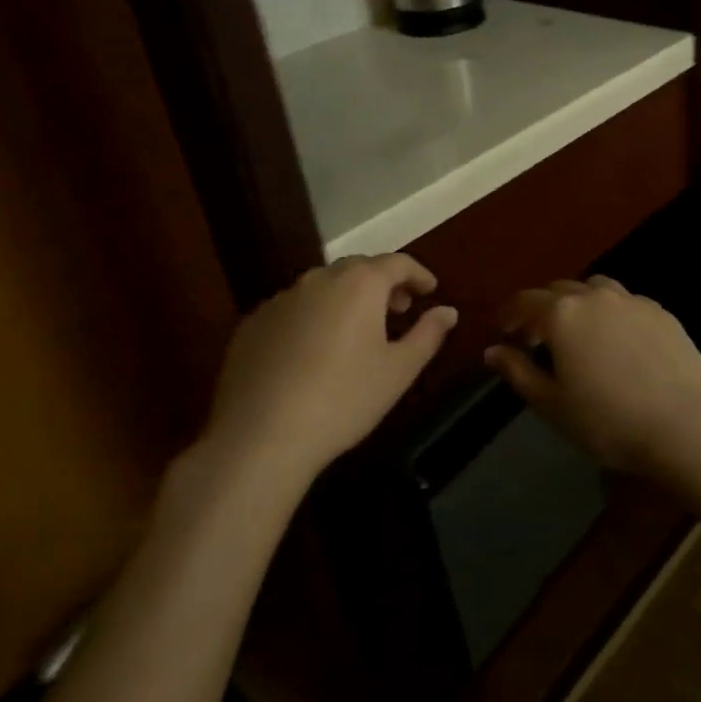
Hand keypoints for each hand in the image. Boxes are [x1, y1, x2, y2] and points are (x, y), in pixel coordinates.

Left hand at [205, 254, 456, 483]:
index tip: (430, 290)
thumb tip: (448, 311)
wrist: (260, 438)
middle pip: (359, 268)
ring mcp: (281, 299)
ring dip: (347, 298)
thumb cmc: (343, 400)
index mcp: (360, 284)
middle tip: (398, 309)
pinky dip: (313, 316)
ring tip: (358, 330)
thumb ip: (428, 334)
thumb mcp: (399, 370)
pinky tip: (314, 351)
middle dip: (383, 283)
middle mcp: (319, 280)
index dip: (418, 273)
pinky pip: (294, 308)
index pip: (397, 262)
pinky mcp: (252, 324)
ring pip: (323, 286)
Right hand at [484, 276, 700, 480]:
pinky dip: (609, 313)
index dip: (509, 313)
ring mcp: (632, 300)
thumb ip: (518, 371)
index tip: (502, 329)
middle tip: (535, 338)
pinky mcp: (660, 312)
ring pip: (595, 290)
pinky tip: (616, 342)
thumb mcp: (551, 404)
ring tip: (577, 334)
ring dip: (578, 304)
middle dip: (542, 309)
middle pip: (559, 291)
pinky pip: (625, 302)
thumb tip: (492, 350)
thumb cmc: (607, 420)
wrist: (684, 423)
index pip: (525, 301)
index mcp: (563, 313)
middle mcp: (596, 295)